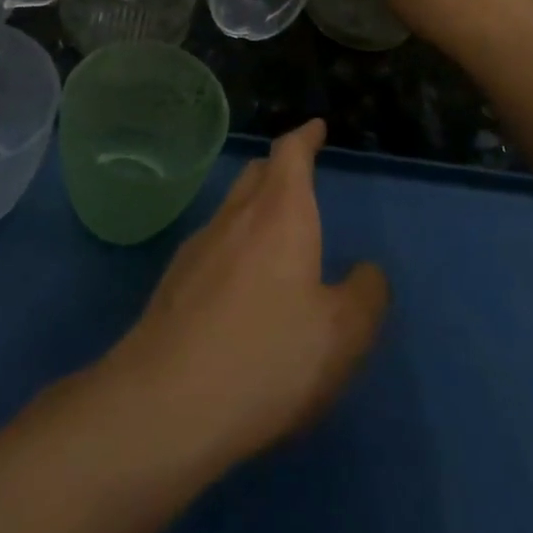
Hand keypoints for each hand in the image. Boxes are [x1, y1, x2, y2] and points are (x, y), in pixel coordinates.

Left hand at [100, 120, 389, 475]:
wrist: (165, 403)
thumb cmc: (266, 357)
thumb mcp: (342, 335)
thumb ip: (365, 296)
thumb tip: (367, 272)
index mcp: (280, 214)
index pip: (290, 153)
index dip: (305, 137)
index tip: (315, 128)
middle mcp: (235, 217)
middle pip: (257, 174)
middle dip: (280, 169)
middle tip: (301, 178)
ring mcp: (198, 247)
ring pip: (232, 208)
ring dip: (255, 207)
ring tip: (276, 233)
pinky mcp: (174, 282)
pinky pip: (214, 244)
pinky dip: (235, 244)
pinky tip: (241, 284)